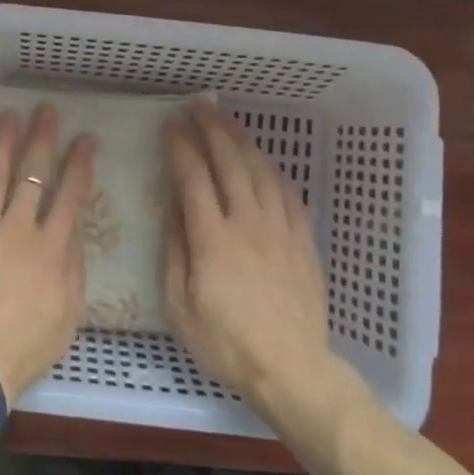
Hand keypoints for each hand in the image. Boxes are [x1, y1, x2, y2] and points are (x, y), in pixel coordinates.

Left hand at [0, 105, 95, 399]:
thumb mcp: (69, 312)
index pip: (70, 194)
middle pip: (33, 173)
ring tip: (9, 115)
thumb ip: (72, 264)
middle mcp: (18, 228)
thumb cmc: (26, 346)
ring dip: (3, 142)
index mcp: (51, 247)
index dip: (79, 163)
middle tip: (46, 109)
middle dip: (42, 137)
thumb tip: (72, 226)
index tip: (85, 139)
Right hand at [162, 99, 338, 416]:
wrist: (292, 369)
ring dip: (241, 140)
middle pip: (229, 162)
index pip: (193, 177)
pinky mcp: (303, 240)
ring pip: (260, 170)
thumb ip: (174, 250)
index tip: (170, 124)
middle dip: (211, 128)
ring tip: (226, 119)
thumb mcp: (180, 306)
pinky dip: (271, 168)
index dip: (181, 146)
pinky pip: (288, 192)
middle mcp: (248, 223)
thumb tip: (171, 206)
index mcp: (212, 238)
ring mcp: (280, 229)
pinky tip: (262, 160)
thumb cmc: (226, 343)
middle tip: (197, 106)